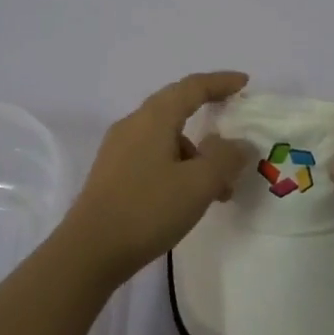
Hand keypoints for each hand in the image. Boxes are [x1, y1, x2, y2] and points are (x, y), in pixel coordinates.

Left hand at [60, 71, 253, 287]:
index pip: (192, 87)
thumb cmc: (148, 209)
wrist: (89, 252)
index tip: (244, 83)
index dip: (220, 82)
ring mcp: (118, 150)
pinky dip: (178, 167)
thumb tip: (238, 144)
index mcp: (153, 118)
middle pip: (176, 108)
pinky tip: (189, 198)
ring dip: (196, 155)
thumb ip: (225, 158)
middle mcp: (133, 125)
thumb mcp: (199, 184)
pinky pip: (153, 157)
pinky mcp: (112, 174)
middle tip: (234, 134)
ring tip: (219, 191)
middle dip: (209, 119)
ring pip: (166, 138)